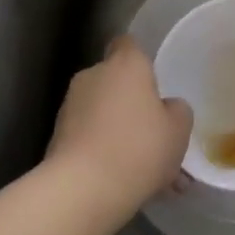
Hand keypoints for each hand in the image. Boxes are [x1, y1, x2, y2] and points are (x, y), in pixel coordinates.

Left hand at [44, 37, 191, 228]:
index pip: (129, 43)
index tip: (154, 81)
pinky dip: (101, 150)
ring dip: (117, 128)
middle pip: (115, 79)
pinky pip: (88, 136)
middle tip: (153, 131)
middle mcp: (93, 76)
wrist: (81, 191)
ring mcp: (70, 106)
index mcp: (126, 64)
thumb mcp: (179, 130)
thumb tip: (166, 108)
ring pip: (101, 111)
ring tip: (140, 166)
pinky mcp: (56, 137)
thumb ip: (177, 110)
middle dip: (131, 100)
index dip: (141, 58)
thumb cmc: (139, 148)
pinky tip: (120, 180)